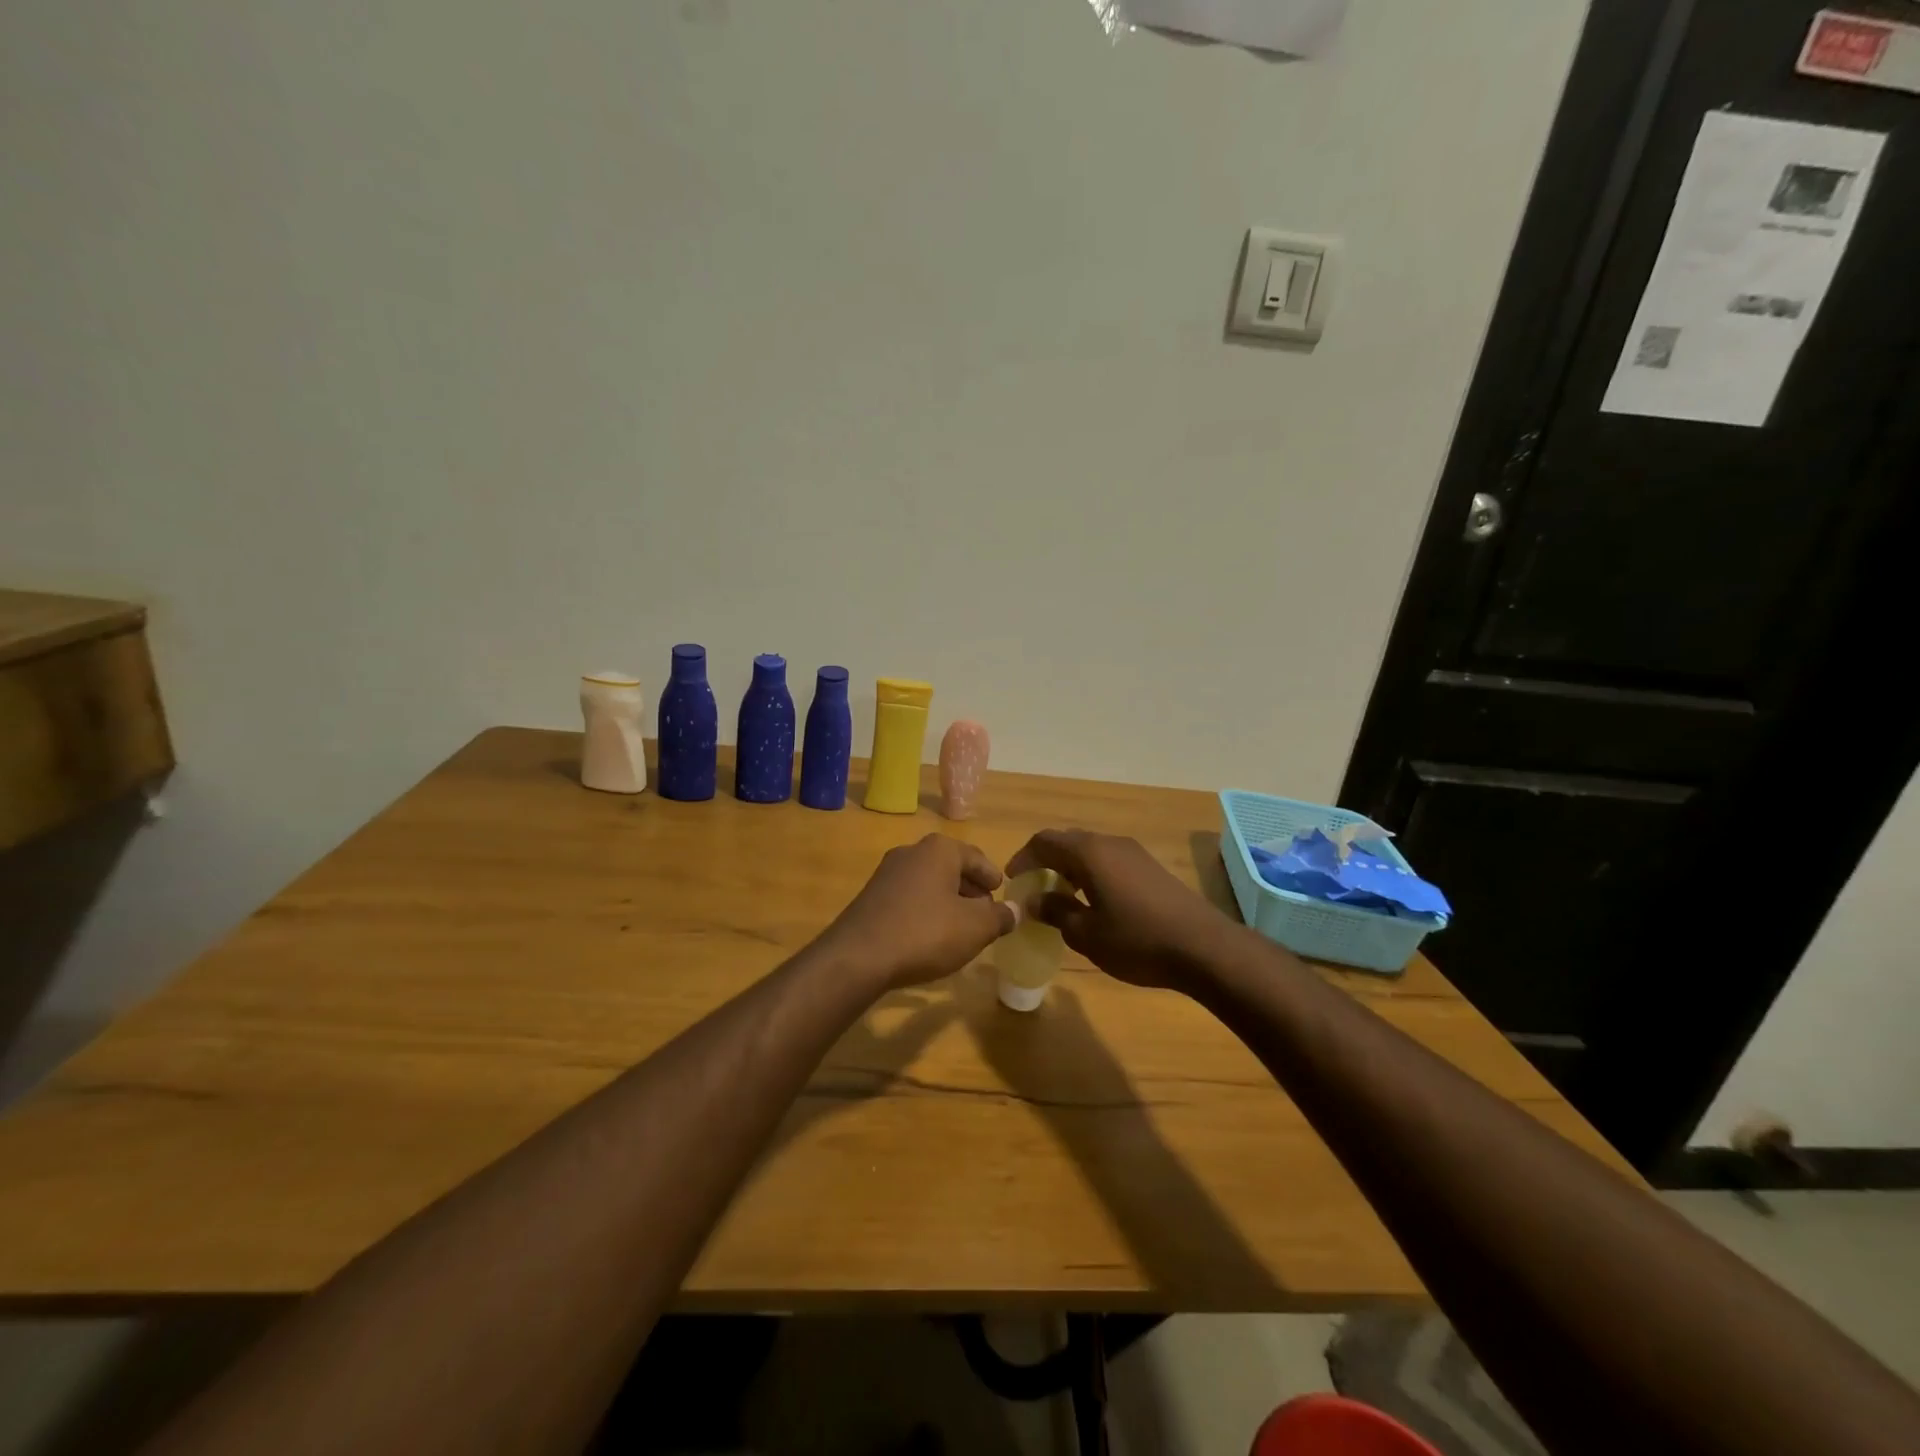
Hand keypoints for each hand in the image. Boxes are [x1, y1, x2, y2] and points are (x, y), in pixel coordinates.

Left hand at [820, 835, 1016, 990]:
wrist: (858, 956)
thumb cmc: (926, 932)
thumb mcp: (975, 928)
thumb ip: (999, 917)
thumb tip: (1013, 911)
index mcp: (939, 849)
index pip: (977, 857)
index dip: (992, 877)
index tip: (1001, 894)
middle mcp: (911, 852)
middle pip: (951, 868)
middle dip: (970, 890)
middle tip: (985, 914)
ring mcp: (886, 873)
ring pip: (929, 883)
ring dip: (947, 901)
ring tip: (960, 929)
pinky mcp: (871, 897)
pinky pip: (909, 898)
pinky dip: (925, 911)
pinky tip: (929, 937)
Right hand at [1005, 830, 1239, 990]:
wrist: (1204, 948)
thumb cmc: (1137, 940)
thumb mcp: (1086, 934)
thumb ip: (1056, 912)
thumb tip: (1034, 900)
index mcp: (1089, 853)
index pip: (1045, 841)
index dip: (1023, 858)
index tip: (1012, 880)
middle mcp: (1110, 843)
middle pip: (1067, 841)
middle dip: (1045, 861)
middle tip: (1032, 888)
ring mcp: (1134, 853)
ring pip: (1090, 851)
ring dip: (1069, 868)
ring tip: (1059, 897)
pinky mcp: (1150, 868)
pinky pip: (1109, 861)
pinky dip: (1090, 874)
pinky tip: (1093, 902)